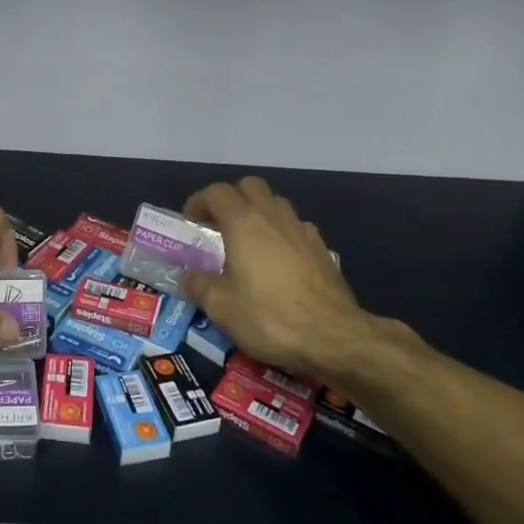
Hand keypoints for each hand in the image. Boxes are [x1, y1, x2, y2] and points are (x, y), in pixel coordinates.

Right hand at [181, 177, 394, 380]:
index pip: (217, 193)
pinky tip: (280, 262)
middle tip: (220, 225)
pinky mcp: (322, 249)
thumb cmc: (269, 316)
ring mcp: (302, 230)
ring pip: (276, 204)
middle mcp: (273, 216)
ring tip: (250, 242)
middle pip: (250, 186)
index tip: (191, 221)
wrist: (333, 336)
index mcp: (243, 222)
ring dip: (259, 214)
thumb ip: (199, 285)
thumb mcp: (221, 307)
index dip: (200, 201)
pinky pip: (296, 228)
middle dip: (232, 199)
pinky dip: (282, 234)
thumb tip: (190, 277)